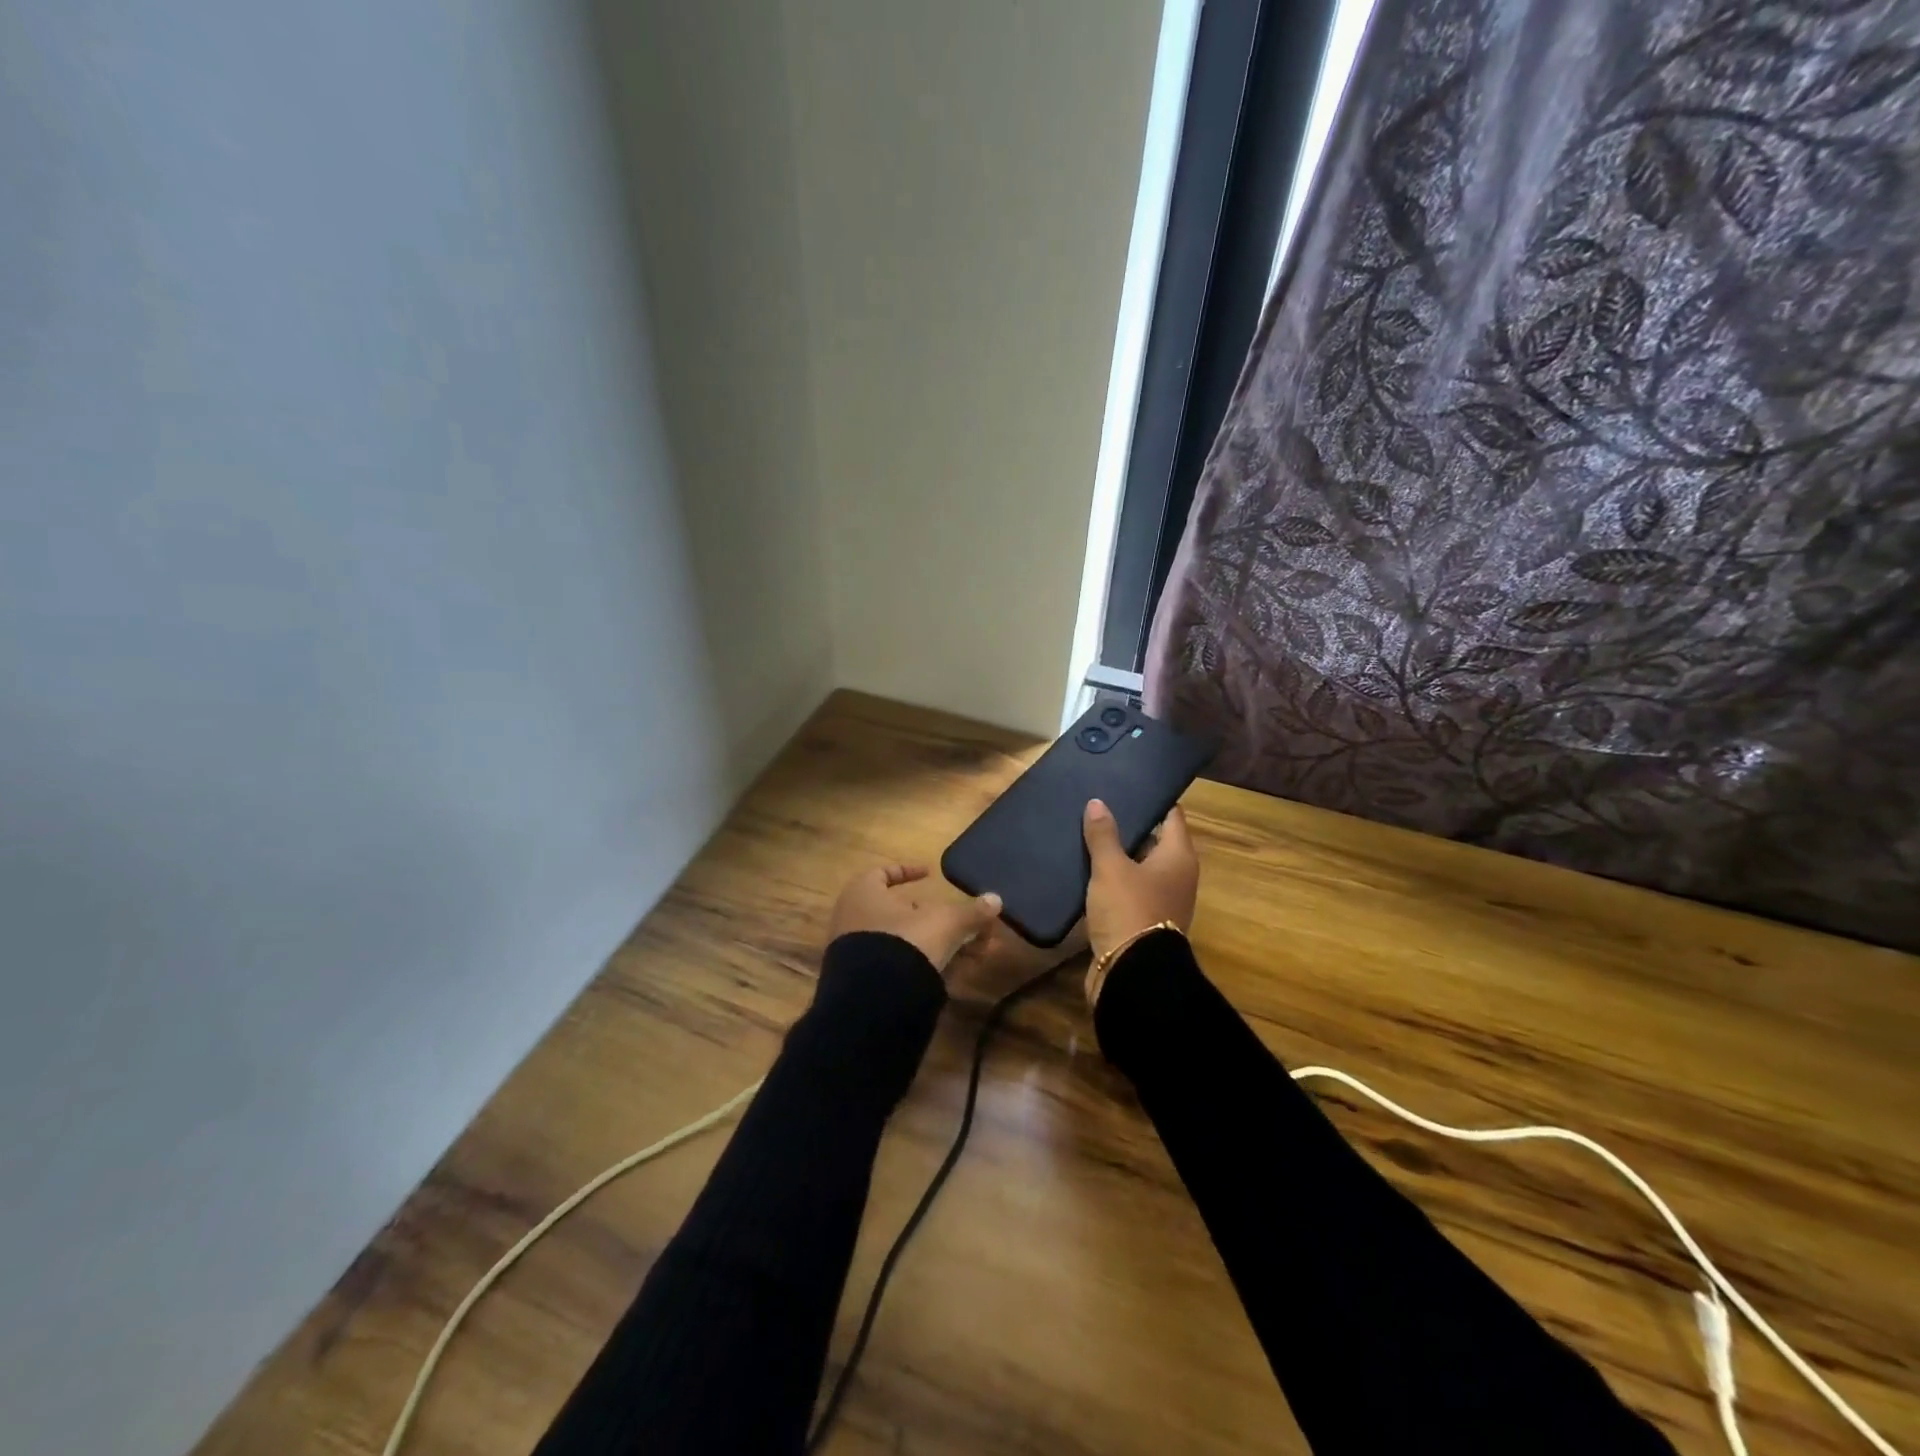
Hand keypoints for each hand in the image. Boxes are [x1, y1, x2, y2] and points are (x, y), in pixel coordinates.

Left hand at [827, 864, 1001, 973]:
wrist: (875, 1001)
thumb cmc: (906, 941)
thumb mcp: (945, 922)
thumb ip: (970, 912)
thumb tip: (996, 900)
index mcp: (863, 893)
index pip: (883, 873)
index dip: (908, 872)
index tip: (930, 875)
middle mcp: (853, 919)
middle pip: (901, 912)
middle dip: (938, 918)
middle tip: (965, 923)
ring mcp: (857, 953)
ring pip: (905, 942)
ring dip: (939, 944)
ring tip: (974, 953)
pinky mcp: (865, 981)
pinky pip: (899, 966)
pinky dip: (927, 965)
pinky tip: (955, 975)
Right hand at [1082, 799, 1199, 964]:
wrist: (1131, 973)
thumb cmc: (1129, 909)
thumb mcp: (1111, 868)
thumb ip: (1103, 835)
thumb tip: (1097, 803)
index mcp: (1178, 857)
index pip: (1171, 816)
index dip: (1152, 800)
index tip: (1127, 786)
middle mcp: (1176, 876)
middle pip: (1154, 841)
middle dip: (1129, 826)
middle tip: (1098, 806)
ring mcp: (1161, 900)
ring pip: (1138, 866)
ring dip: (1117, 854)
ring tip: (1087, 833)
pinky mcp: (1142, 920)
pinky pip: (1128, 889)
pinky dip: (1111, 879)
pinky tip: (1086, 869)